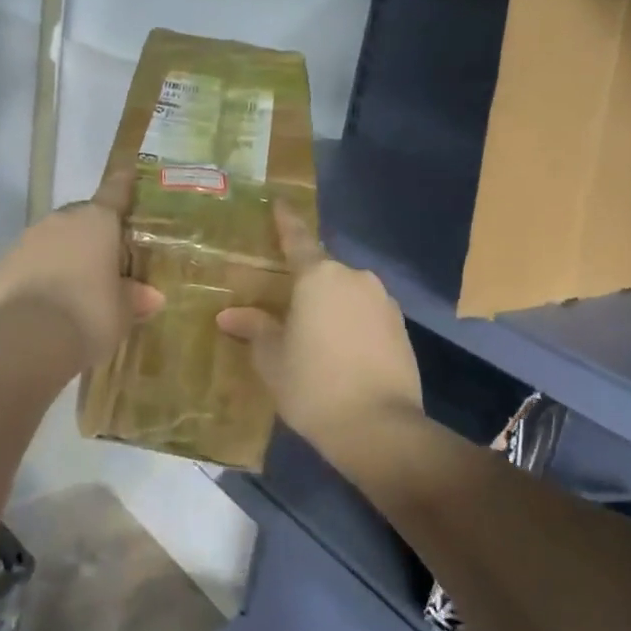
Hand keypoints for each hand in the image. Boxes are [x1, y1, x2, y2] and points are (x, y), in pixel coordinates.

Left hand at [0, 171, 165, 368]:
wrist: (29, 339)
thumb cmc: (90, 315)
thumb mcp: (123, 312)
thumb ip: (135, 298)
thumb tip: (151, 296)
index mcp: (96, 222)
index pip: (114, 191)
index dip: (123, 184)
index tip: (127, 174)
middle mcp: (59, 222)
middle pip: (80, 218)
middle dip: (92, 235)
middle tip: (106, 261)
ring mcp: (25, 242)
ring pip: (51, 241)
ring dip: (63, 257)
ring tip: (74, 289)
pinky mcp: (1, 267)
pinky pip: (27, 266)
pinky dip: (38, 278)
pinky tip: (45, 305)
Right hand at [216, 203, 422, 469]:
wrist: (379, 427)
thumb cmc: (313, 385)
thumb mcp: (272, 359)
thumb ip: (254, 329)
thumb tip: (229, 315)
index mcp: (319, 277)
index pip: (298, 239)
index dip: (286, 221)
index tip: (279, 202)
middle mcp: (355, 279)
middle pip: (323, 271)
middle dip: (305, 282)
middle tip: (284, 304)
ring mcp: (384, 303)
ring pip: (347, 294)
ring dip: (329, 305)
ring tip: (312, 334)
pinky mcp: (402, 328)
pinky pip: (366, 314)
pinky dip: (350, 324)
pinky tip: (340, 351)